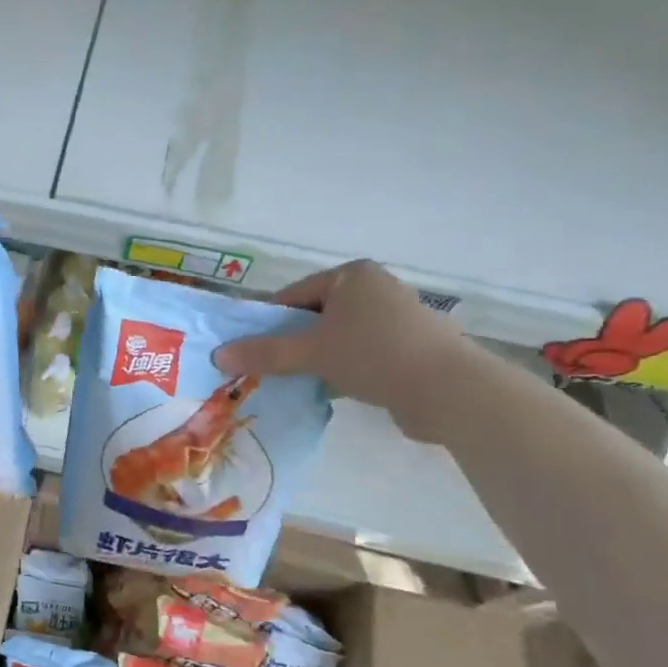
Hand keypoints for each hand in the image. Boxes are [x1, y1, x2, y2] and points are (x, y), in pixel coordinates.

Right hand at [213, 261, 473, 439]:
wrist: (449, 390)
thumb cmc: (374, 355)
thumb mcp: (311, 353)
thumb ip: (264, 353)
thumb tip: (218, 356)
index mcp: (352, 276)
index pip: (294, 295)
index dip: (268, 322)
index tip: (250, 349)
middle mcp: (376, 288)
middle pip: (316, 316)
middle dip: (293, 342)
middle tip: (269, 368)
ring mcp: (397, 318)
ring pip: (339, 337)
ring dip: (318, 358)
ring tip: (297, 382)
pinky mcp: (410, 347)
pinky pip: (362, 353)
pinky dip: (344, 369)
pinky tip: (332, 390)